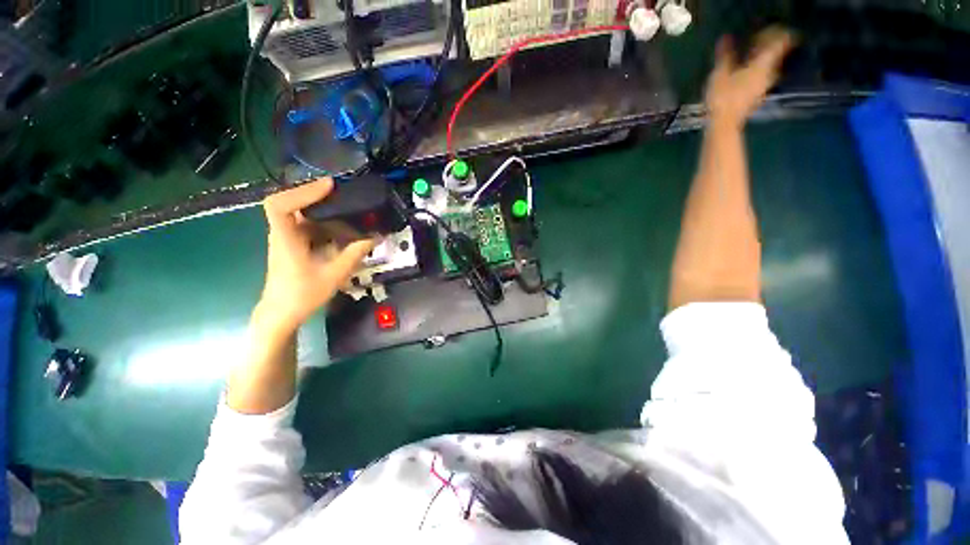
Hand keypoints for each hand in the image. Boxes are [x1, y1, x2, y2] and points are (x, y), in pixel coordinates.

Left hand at [256, 178, 376, 333]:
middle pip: (291, 203)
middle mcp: (282, 234)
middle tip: (343, 193)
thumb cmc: (303, 295)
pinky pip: (307, 226)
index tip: (329, 187)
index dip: (302, 191)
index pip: (280, 205)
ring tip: (347, 208)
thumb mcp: (333, 275)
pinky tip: (342, 228)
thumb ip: (354, 254)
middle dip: (317, 195)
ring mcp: (286, 238)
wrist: (282, 313)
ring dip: (323, 209)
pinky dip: (324, 223)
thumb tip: (376, 237)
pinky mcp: (293, 245)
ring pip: (301, 214)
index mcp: (286, 239)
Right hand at [705, 27, 794, 126]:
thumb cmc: (723, 97)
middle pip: (774, 56)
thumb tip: (725, 38)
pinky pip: (760, 80)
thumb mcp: (720, 74)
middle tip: (755, 44)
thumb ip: (725, 55)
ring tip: (747, 60)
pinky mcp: (756, 99)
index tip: (766, 31)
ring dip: (760, 63)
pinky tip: (744, 77)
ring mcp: (763, 89)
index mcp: (762, 65)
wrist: (723, 124)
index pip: (779, 43)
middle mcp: (768, 75)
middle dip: (766, 48)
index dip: (775, 35)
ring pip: (768, 69)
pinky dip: (754, 75)